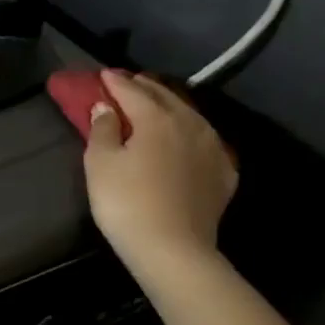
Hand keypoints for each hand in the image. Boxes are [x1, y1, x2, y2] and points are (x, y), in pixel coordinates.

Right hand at [84, 70, 236, 283]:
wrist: (173, 249)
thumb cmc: (126, 203)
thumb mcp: (100, 163)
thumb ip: (102, 129)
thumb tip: (105, 107)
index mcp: (157, 118)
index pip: (133, 91)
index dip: (115, 82)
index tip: (103, 74)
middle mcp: (190, 124)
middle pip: (166, 97)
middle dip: (145, 87)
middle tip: (128, 82)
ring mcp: (212, 149)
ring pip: (190, 115)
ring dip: (170, 106)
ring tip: (156, 104)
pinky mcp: (224, 173)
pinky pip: (205, 141)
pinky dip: (190, 132)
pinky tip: (186, 138)